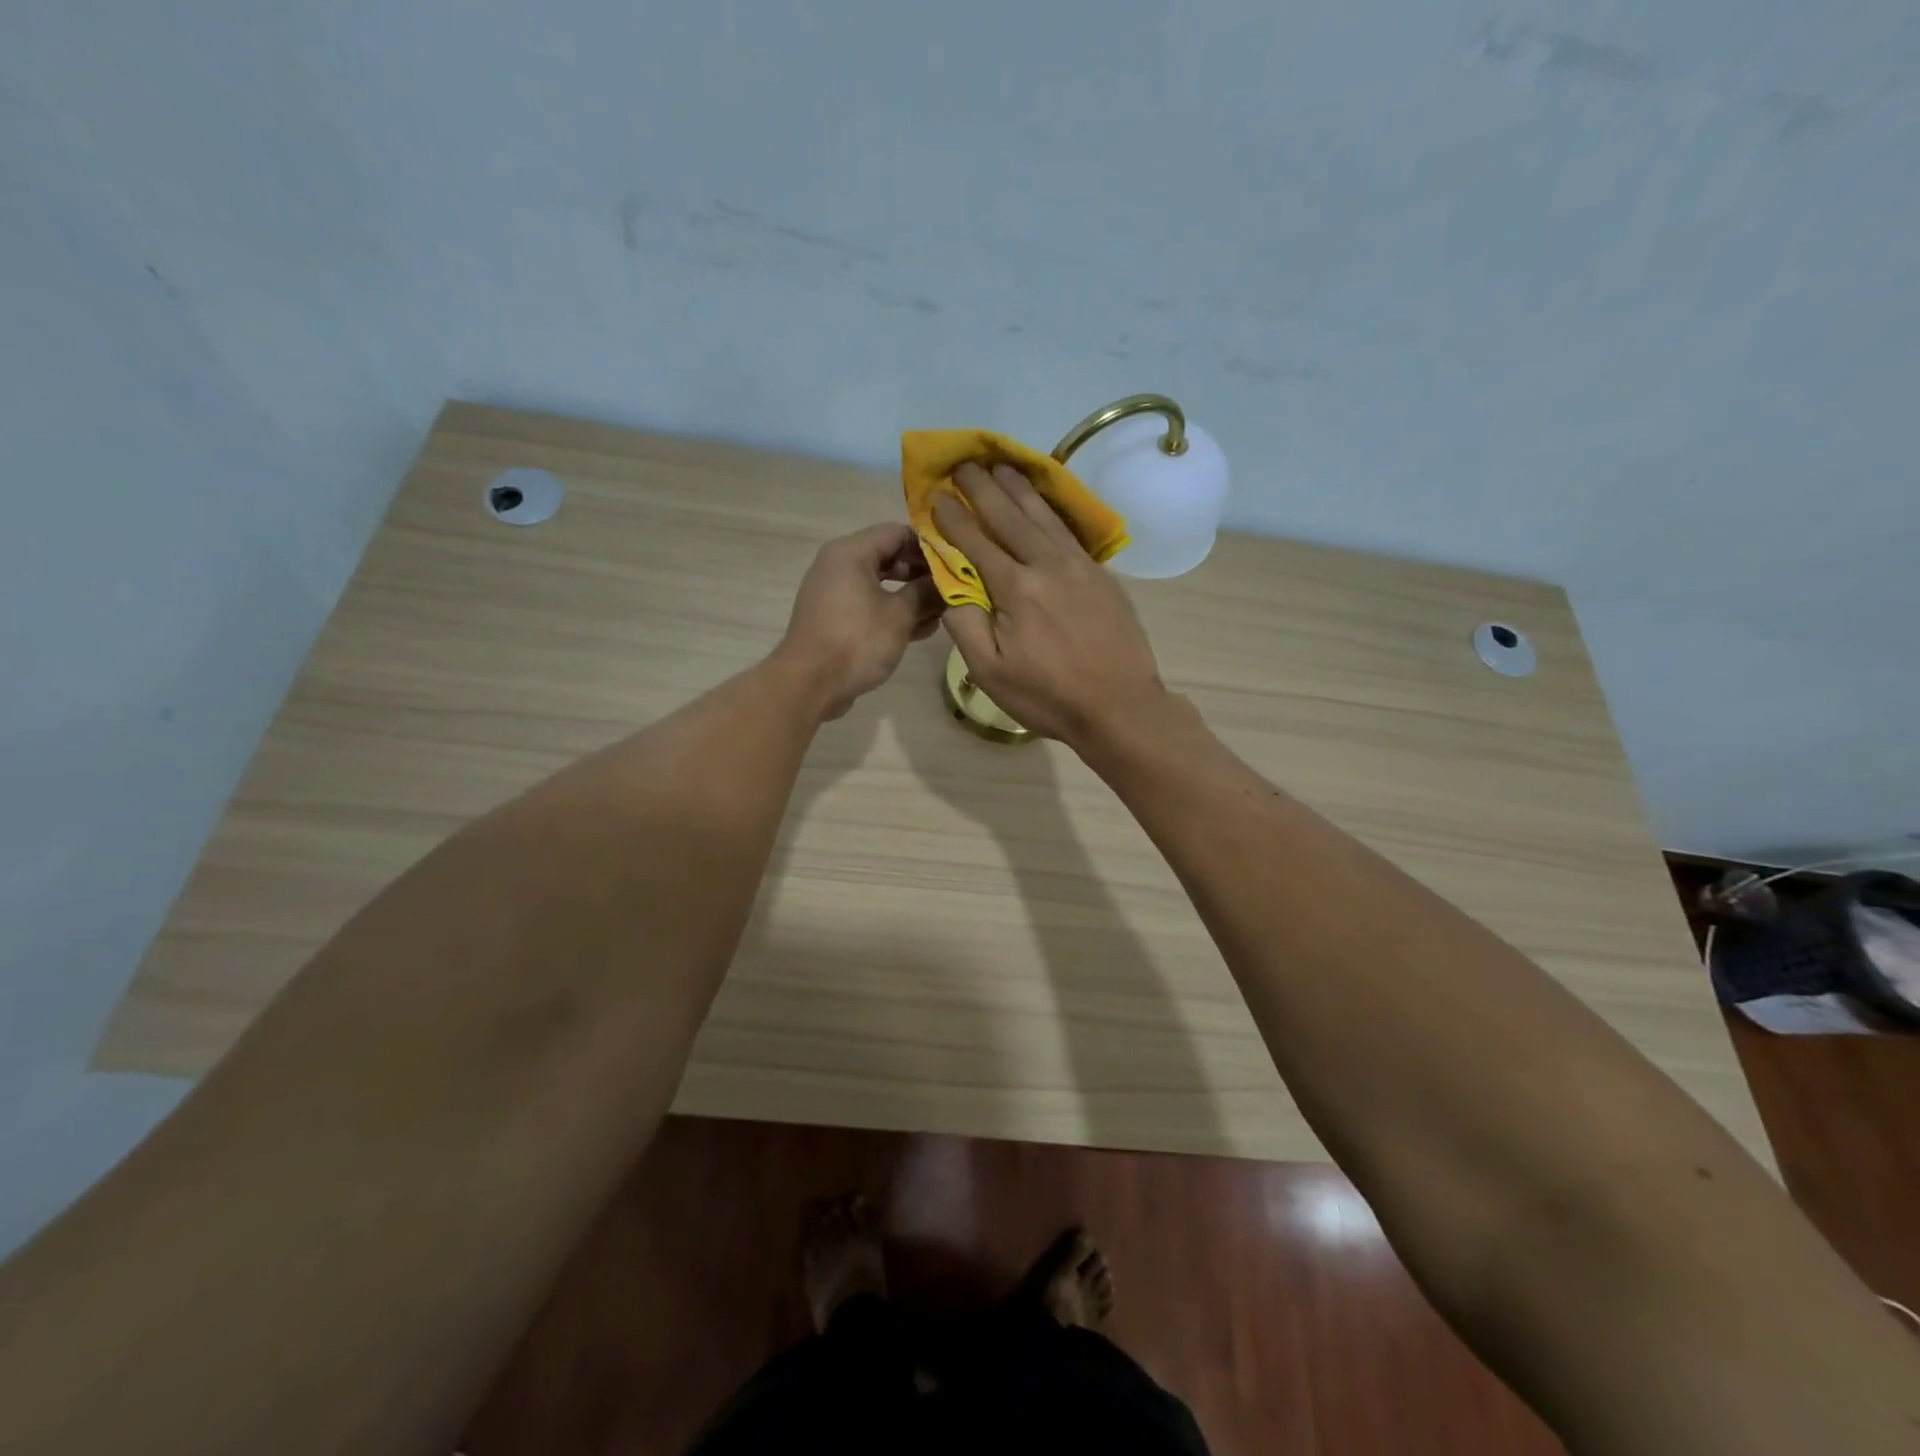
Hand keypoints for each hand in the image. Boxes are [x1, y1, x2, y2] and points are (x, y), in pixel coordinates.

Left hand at [777, 523, 942, 719]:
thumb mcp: (900, 616)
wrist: (810, 684)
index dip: (929, 546)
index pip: (898, 532)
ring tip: (943, 614)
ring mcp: (834, 593)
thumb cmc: (857, 641)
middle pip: (889, 557)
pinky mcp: (835, 618)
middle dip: (922, 574)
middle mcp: (839, 565)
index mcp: (851, 552)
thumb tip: (946, 584)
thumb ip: (926, 593)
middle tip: (953, 590)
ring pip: (881, 585)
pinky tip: (921, 630)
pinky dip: (892, 613)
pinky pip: (869, 605)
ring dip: (911, 597)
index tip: (956, 564)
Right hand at [932, 464, 1168, 747]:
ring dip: (1019, 488)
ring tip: (1001, 466)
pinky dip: (1051, 509)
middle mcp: (1047, 565)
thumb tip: (949, 587)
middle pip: (1010, 516)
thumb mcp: (990, 672)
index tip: (936, 495)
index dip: (953, 517)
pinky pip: (1069, 530)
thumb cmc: (1048, 696)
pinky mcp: (1101, 574)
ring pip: (1043, 516)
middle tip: (964, 464)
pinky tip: (1043, 502)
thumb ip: (964, 625)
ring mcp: (1079, 566)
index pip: (976, 541)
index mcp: (1016, 589)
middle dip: (983, 487)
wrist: (1120, 706)